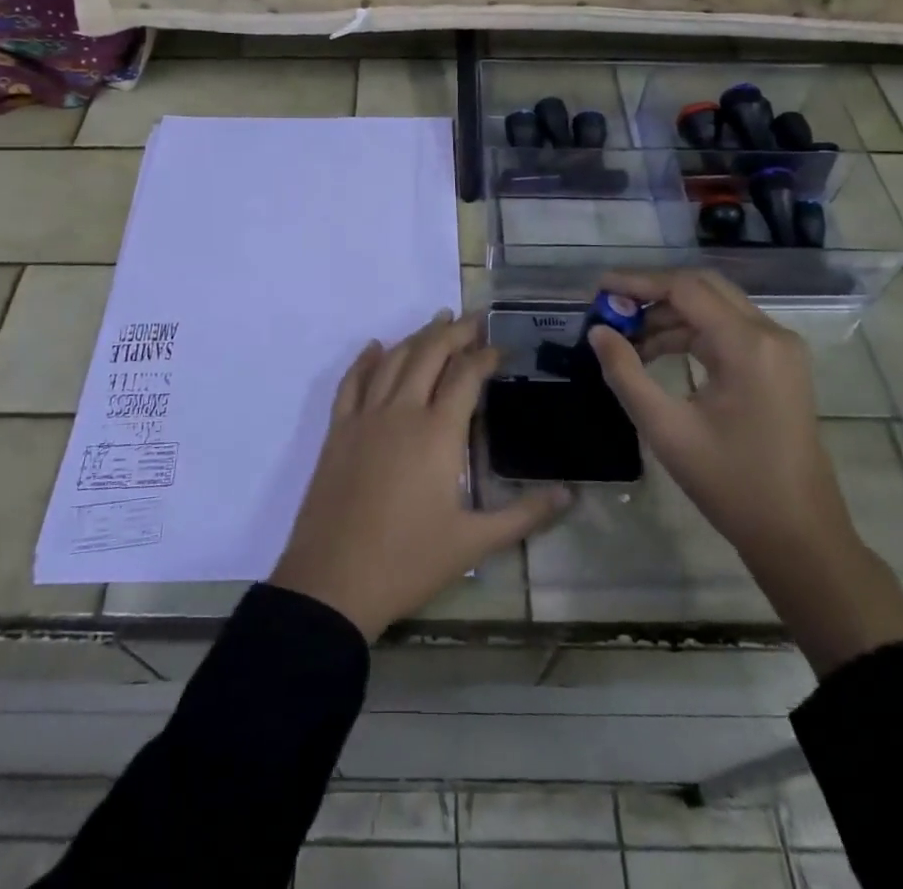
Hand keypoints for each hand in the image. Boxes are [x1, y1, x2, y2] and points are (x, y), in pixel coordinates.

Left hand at [269, 310, 570, 641]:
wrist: (332, 582)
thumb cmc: (408, 561)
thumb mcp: (474, 544)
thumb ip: (524, 516)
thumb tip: (570, 495)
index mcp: (437, 432)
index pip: (466, 376)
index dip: (485, 356)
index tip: (502, 348)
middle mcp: (401, 411)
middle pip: (429, 353)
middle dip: (454, 332)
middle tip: (474, 320)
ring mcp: (365, 417)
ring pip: (393, 360)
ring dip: (416, 336)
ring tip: (437, 321)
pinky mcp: (338, 431)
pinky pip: (351, 382)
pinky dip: (365, 360)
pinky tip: (375, 347)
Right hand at [585, 269, 848, 560]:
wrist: (799, 535)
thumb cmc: (731, 484)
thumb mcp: (666, 429)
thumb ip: (626, 373)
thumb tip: (597, 332)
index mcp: (747, 344)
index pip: (685, 288)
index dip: (638, 283)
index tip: (598, 289)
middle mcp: (771, 334)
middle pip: (703, 288)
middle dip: (653, 293)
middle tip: (611, 309)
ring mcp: (780, 349)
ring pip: (715, 307)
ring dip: (670, 314)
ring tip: (626, 338)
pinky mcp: (780, 365)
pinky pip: (729, 329)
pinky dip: (691, 332)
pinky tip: (658, 352)